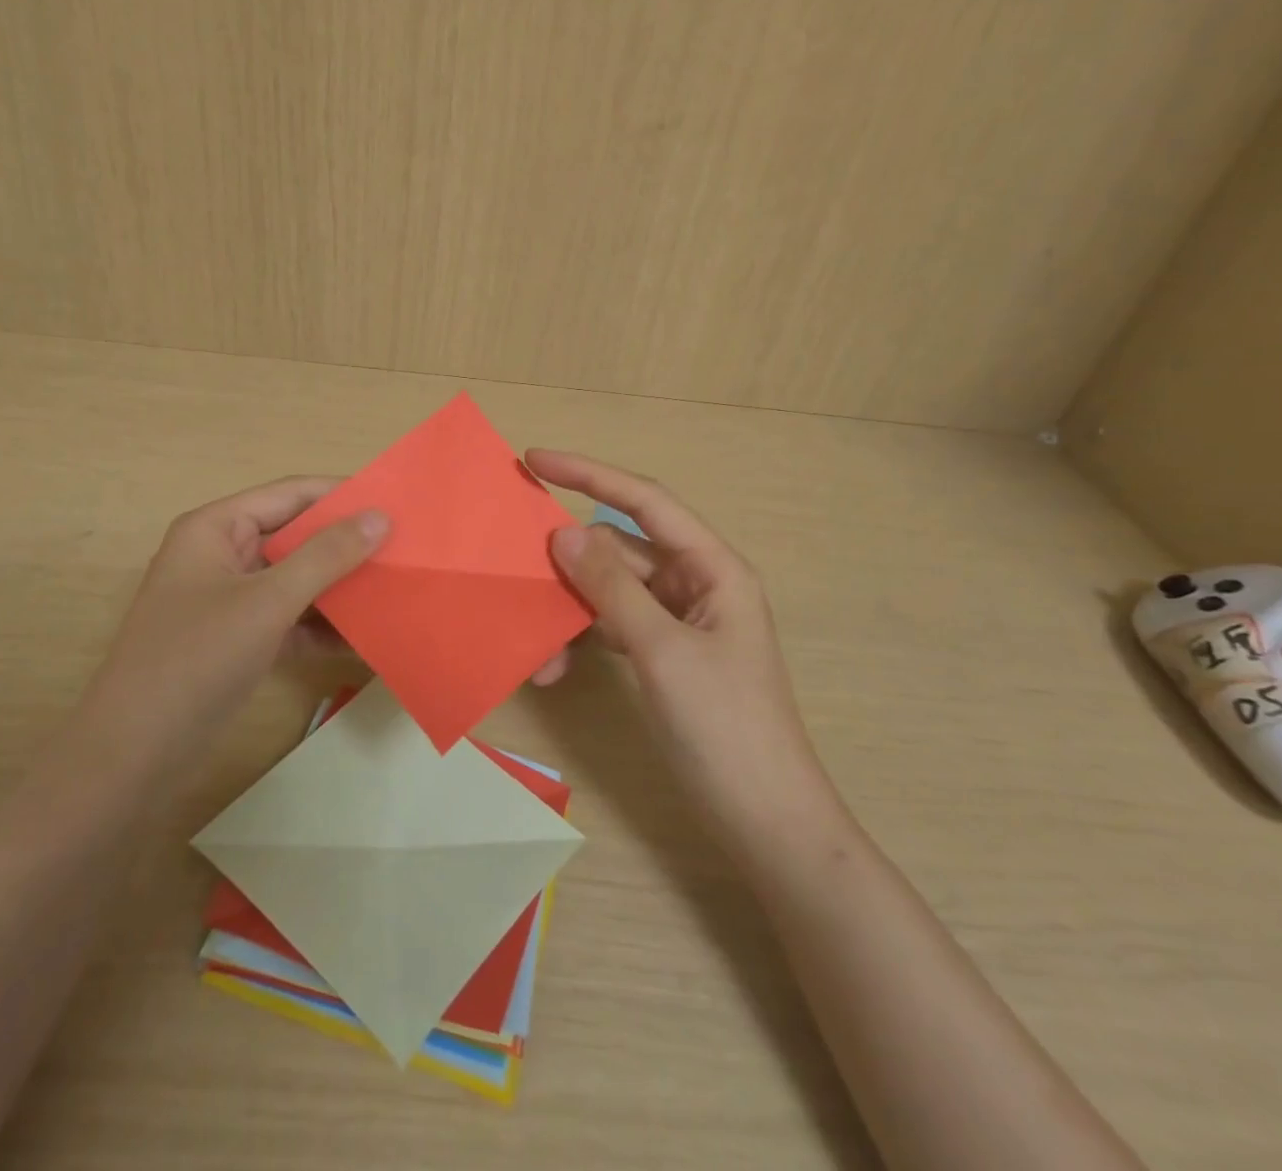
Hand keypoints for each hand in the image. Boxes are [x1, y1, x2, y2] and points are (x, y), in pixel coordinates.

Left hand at [84, 477, 387, 753]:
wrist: (133, 755)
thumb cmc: (196, 660)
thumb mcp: (267, 602)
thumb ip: (325, 556)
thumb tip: (379, 516)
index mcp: (217, 528)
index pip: (291, 494)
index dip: (342, 495)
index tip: (397, 503)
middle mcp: (223, 555)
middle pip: (296, 536)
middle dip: (347, 545)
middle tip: (406, 549)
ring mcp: (231, 600)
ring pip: (297, 580)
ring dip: (341, 588)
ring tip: (397, 589)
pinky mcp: (240, 640)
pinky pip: (291, 620)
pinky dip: (324, 627)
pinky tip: (368, 638)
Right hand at [524, 449, 836, 827]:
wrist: (765, 821)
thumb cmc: (724, 728)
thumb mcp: (662, 650)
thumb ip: (611, 587)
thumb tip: (563, 532)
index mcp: (712, 567)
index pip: (644, 501)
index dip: (589, 473)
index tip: (534, 460)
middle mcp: (695, 583)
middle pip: (620, 549)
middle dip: (569, 561)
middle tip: (516, 563)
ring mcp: (678, 621)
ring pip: (610, 591)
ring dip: (571, 611)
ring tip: (538, 650)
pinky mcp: (663, 654)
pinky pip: (613, 626)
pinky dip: (583, 638)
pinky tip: (554, 666)